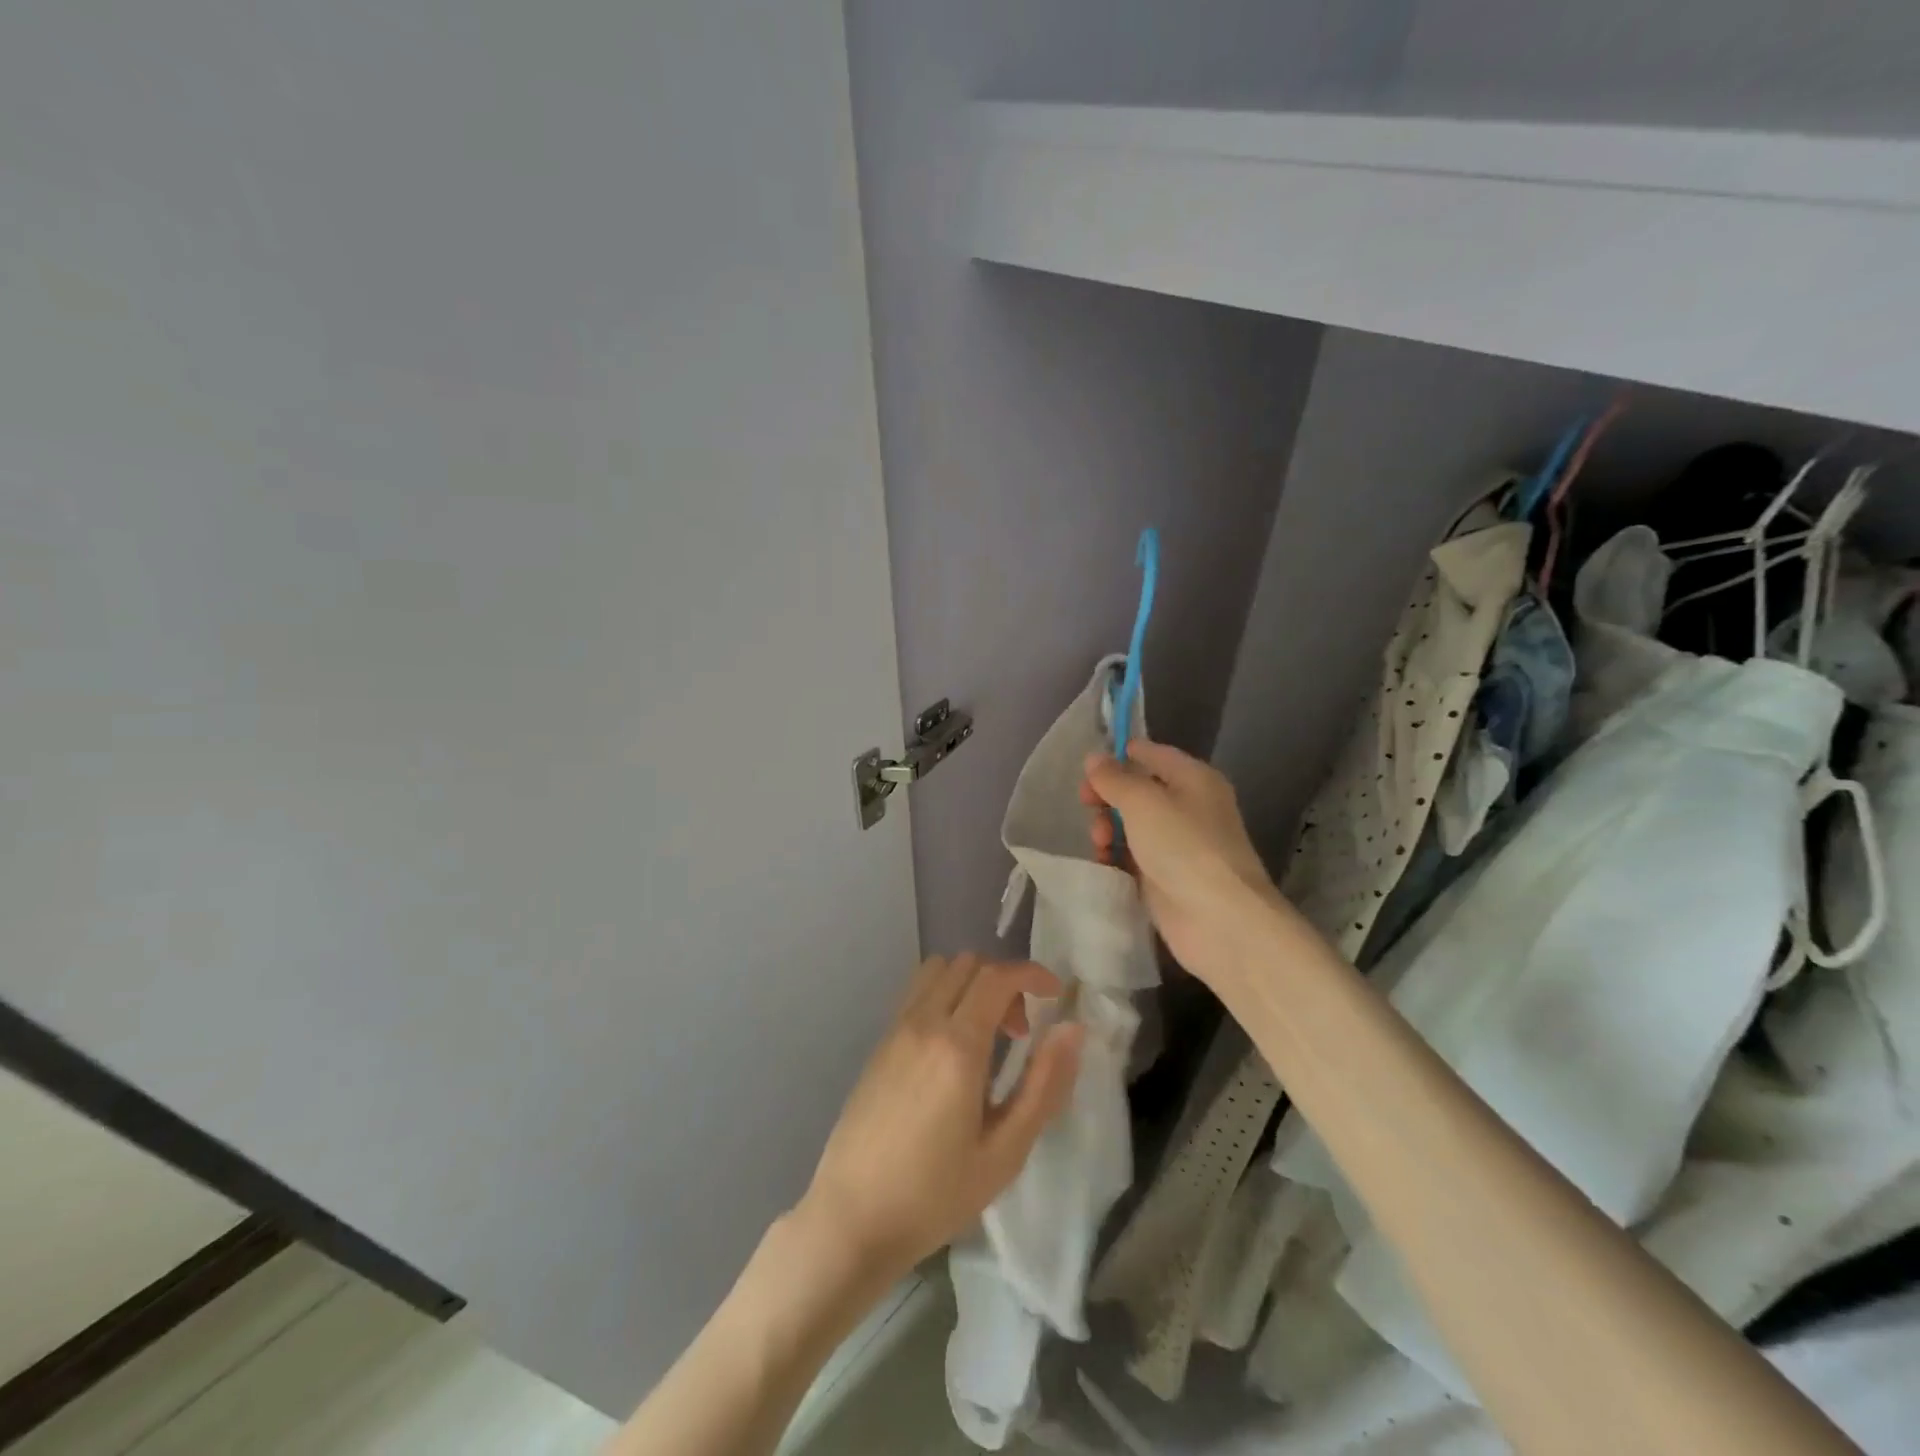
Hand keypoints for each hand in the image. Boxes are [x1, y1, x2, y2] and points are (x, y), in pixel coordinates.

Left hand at [798, 953, 1083, 1282]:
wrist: (851, 1218)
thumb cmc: (935, 1194)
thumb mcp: (1005, 1152)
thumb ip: (1044, 1085)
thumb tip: (1073, 1030)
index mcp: (957, 1045)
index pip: (998, 976)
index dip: (1033, 974)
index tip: (1056, 995)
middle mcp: (923, 1022)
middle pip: (968, 964)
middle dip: (1004, 981)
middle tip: (1021, 1031)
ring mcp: (895, 1030)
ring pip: (938, 970)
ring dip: (971, 984)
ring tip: (986, 1035)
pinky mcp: (879, 1044)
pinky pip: (917, 993)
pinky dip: (944, 996)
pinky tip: (952, 1050)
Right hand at [1080, 740, 1284, 994]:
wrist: (1219, 919)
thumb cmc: (1184, 847)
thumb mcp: (1143, 802)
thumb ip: (1115, 778)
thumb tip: (1094, 759)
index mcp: (1193, 778)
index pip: (1150, 753)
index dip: (1118, 756)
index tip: (1087, 770)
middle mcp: (1188, 806)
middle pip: (1137, 790)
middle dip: (1107, 797)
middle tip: (1087, 807)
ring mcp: (1177, 844)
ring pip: (1131, 824)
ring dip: (1108, 828)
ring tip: (1101, 844)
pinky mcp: (1165, 877)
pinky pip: (1132, 856)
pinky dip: (1116, 856)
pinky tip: (1105, 863)